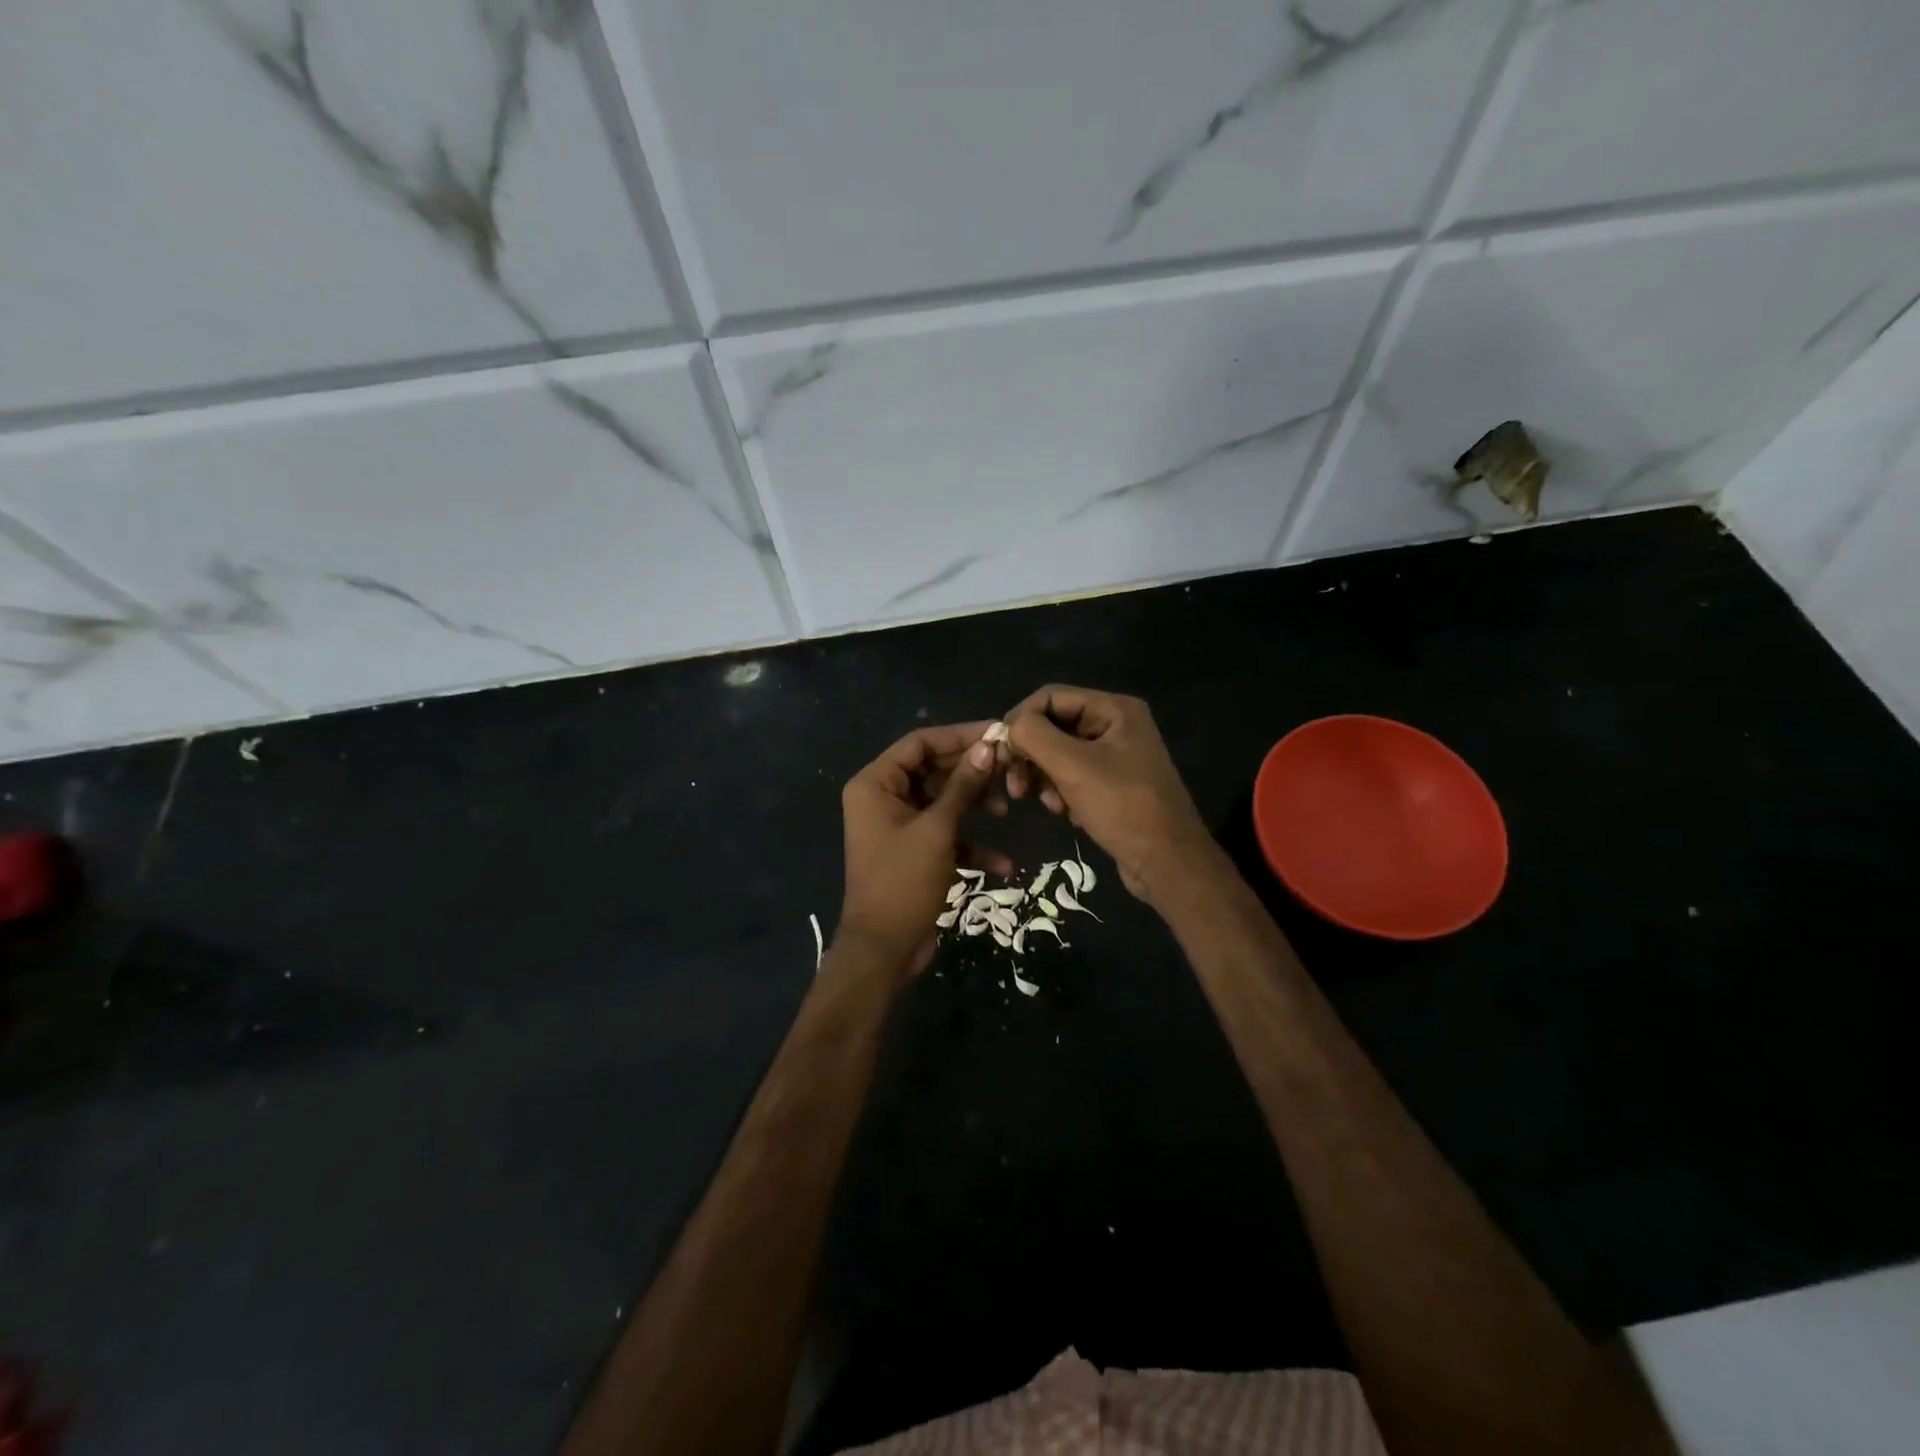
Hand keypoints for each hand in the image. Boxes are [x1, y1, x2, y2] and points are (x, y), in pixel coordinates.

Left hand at [837, 721, 1008, 974]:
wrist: (885, 950)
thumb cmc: (904, 881)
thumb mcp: (938, 829)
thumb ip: (963, 785)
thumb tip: (989, 745)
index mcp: (876, 784)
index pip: (920, 743)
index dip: (960, 735)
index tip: (998, 733)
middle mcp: (883, 797)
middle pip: (933, 769)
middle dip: (971, 772)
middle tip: (1010, 768)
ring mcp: (899, 825)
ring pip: (943, 800)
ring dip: (974, 805)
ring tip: (1005, 809)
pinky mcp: (914, 850)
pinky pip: (945, 833)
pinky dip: (970, 843)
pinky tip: (1004, 863)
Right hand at [1000, 685, 1212, 902]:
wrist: (1167, 862)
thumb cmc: (1122, 807)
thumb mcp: (1073, 767)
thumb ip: (1034, 736)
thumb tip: (1009, 727)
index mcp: (1114, 709)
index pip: (1050, 697)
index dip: (1020, 719)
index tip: (1000, 753)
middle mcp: (1116, 725)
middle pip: (1054, 725)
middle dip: (1031, 754)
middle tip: (1015, 787)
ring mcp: (1116, 755)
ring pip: (1059, 753)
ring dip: (1043, 776)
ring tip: (1045, 804)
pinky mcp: (1112, 784)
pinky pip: (1073, 775)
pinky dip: (1060, 790)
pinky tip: (1063, 812)